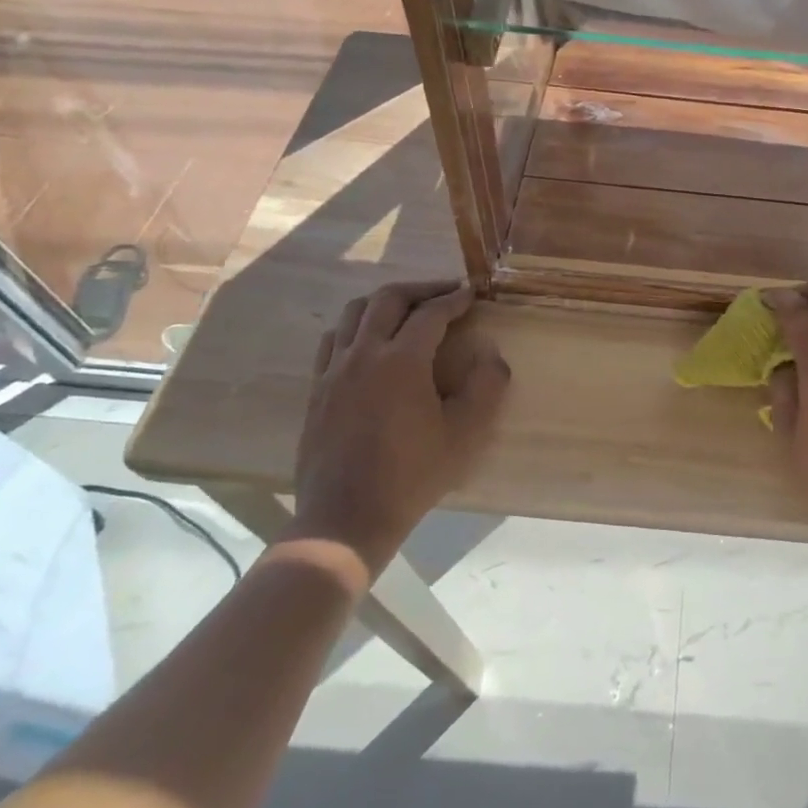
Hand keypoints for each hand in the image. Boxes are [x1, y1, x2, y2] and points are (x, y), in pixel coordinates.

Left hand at [290, 281, 510, 572]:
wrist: (346, 518)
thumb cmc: (412, 476)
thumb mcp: (465, 434)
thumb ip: (486, 386)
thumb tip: (491, 354)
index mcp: (401, 361)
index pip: (431, 313)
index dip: (455, 299)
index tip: (472, 294)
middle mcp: (364, 354)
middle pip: (388, 299)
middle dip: (421, 289)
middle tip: (445, 293)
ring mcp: (334, 370)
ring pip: (355, 312)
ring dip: (385, 302)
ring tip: (408, 310)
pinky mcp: (317, 388)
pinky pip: (333, 339)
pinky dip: (356, 326)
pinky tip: (369, 341)